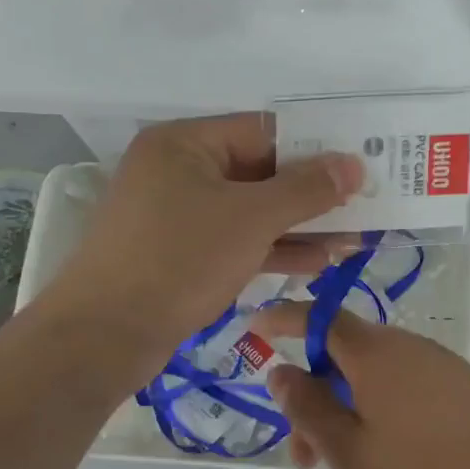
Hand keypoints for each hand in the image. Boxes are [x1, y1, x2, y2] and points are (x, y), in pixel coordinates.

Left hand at [50, 114, 360, 371]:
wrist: (105, 336)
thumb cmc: (179, 260)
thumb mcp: (251, 219)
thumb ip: (306, 189)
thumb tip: (352, 164)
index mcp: (185, 143)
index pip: (264, 132)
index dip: (315, 148)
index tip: (360, 165)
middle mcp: (179, 170)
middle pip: (260, 172)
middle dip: (313, 194)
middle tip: (364, 205)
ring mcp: (178, 214)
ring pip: (251, 211)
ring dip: (300, 225)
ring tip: (352, 239)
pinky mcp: (181, 253)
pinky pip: (236, 239)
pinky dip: (273, 248)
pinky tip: (318, 262)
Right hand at [254, 303, 469, 468]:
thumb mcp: (350, 455)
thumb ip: (309, 408)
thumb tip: (281, 369)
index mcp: (378, 354)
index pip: (321, 318)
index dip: (285, 318)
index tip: (256, 325)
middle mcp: (412, 348)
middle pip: (349, 354)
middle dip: (317, 394)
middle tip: (304, 454)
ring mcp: (445, 367)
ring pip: (379, 375)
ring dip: (349, 408)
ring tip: (345, 466)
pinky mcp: (468, 391)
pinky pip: (409, 386)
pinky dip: (383, 409)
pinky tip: (388, 455)